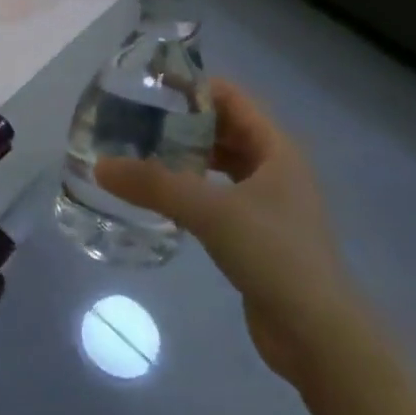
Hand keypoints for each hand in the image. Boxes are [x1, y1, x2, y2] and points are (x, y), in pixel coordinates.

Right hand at [96, 81, 362, 386]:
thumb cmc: (273, 255)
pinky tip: (162, 195)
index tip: (149, 83)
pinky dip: (191, 187)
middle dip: (184, 120)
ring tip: (141, 151)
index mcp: (277, 149)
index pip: (232, 98)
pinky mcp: (256, 232)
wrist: (316, 332)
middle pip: (225, 128)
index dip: (194, 85)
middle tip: (136, 118)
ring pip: (222, 163)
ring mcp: (268, 202)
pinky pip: (217, 194)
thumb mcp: (210, 212)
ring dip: (186, 154)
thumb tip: (99, 166)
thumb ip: (154, 185)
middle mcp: (276, 168)